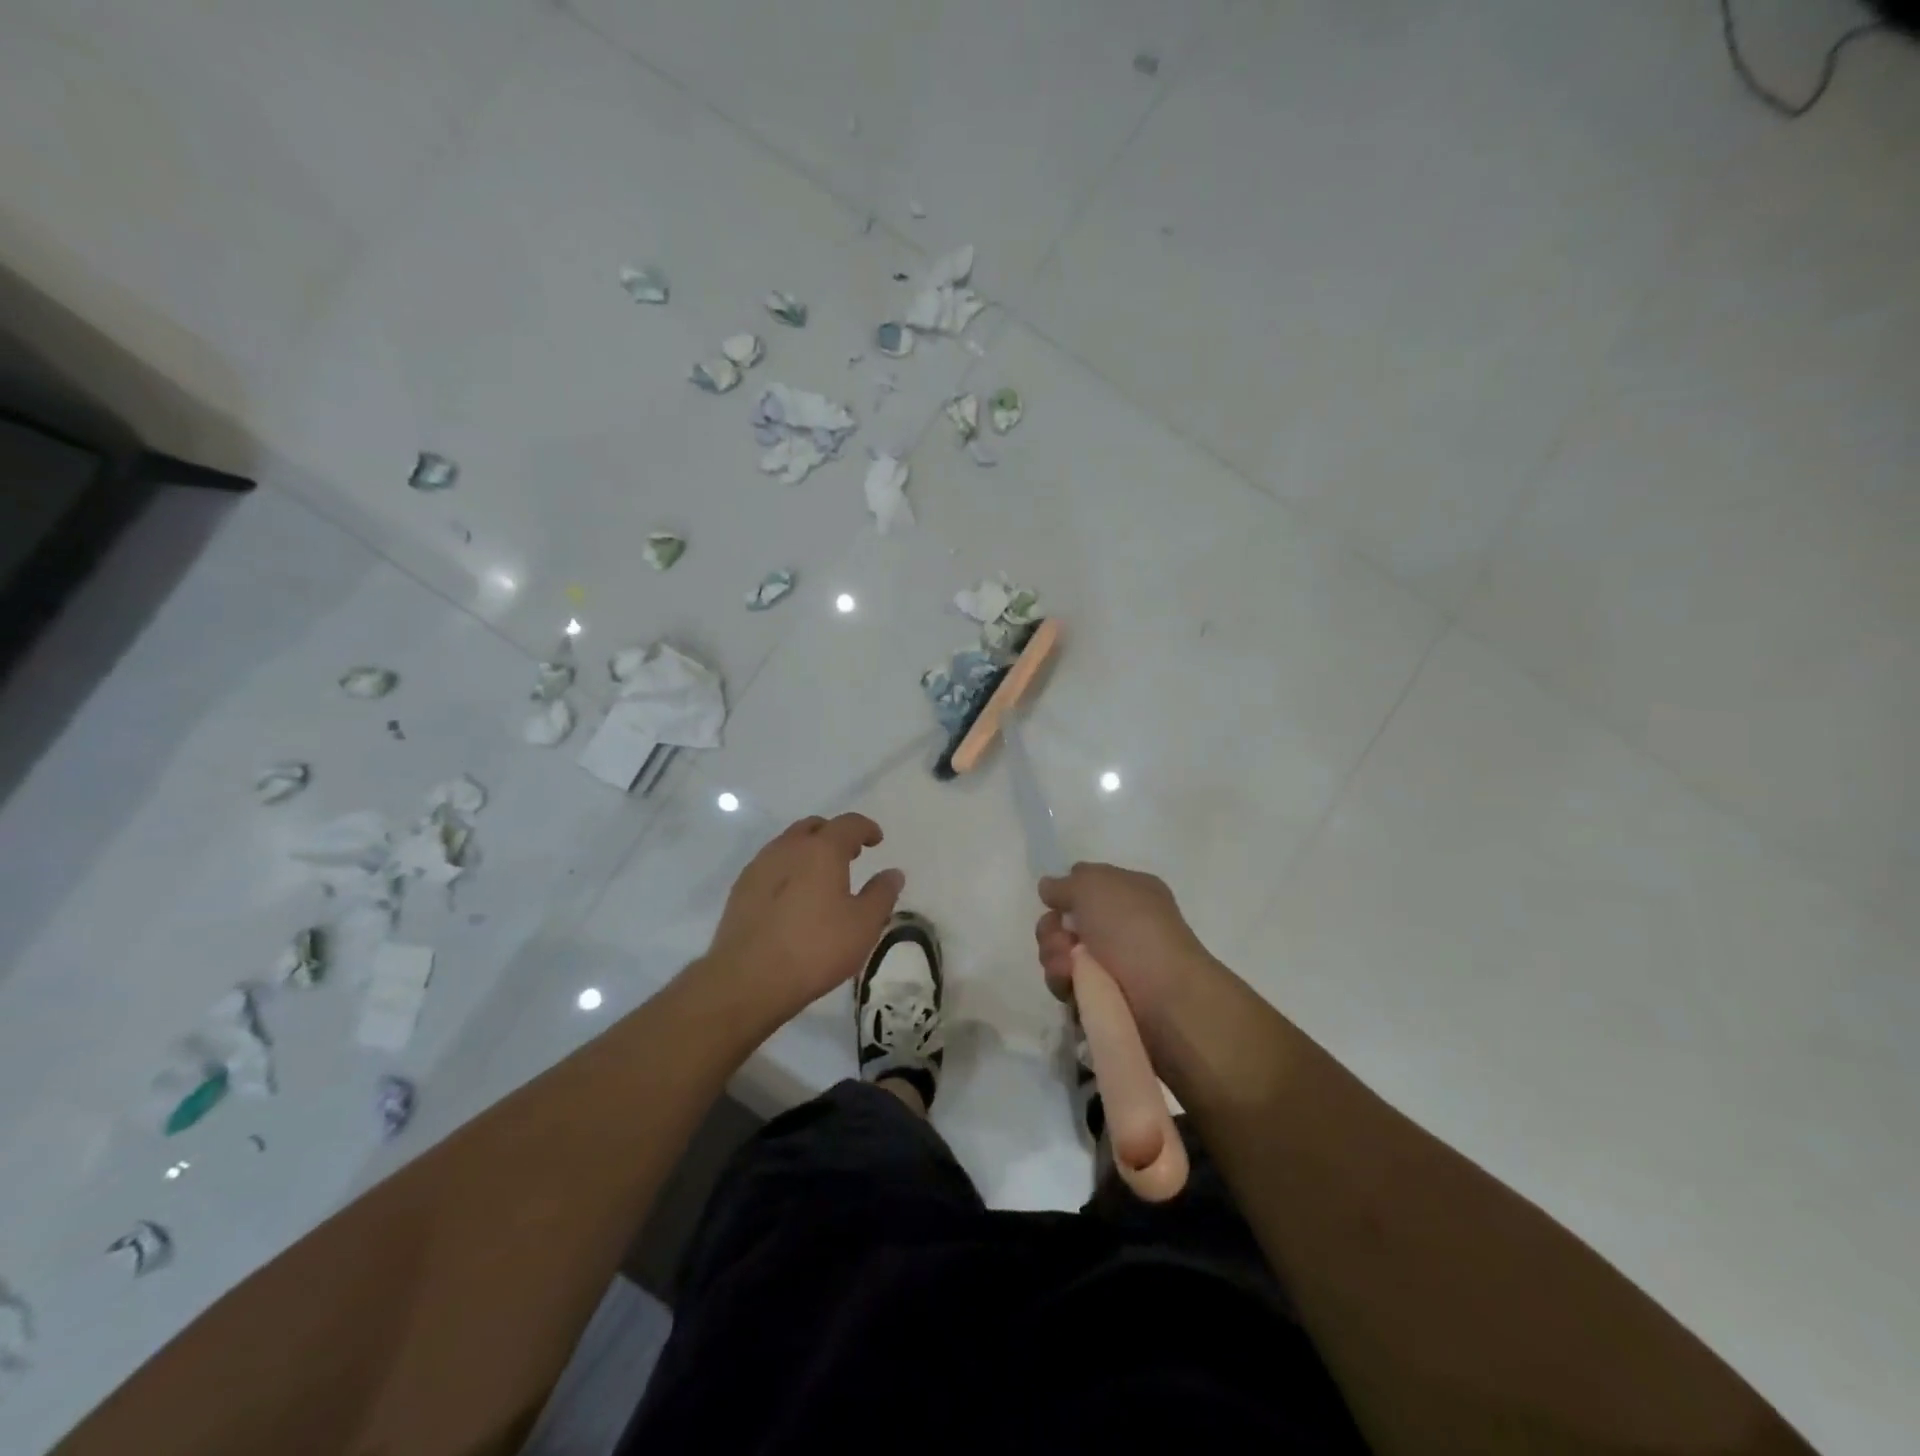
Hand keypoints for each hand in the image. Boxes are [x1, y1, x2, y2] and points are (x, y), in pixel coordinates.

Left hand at [701, 814, 903, 1027]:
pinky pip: (770, 865)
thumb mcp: (864, 925)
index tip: (876, 840)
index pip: (848, 824)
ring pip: (788, 844)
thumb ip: (882, 894)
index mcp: (822, 849)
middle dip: (834, 835)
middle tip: (850, 855)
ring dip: (808, 851)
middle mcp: (788, 848)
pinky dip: (788, 870)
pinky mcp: (741, 889)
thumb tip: (893, 873)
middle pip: (814, 827)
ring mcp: (759, 866)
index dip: (866, 828)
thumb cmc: (815, 948)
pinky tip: (793, 897)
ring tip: (821, 877)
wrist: (748, 979)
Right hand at [1035, 863, 1215, 1046]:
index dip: (1065, 893)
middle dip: (1052, 931)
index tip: (1055, 902)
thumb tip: (1048, 887)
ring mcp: (1111, 963)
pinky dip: (1063, 983)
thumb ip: (1064, 883)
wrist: (1163, 994)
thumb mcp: (1093, 885)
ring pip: (1060, 955)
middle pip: (1064, 923)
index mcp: (1127, 892)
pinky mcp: (1102, 997)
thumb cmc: (1131, 927)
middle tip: (1062, 941)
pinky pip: (1067, 985)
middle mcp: (1119, 926)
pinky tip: (1072, 986)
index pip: (1084, 885)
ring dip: (1054, 958)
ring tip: (1067, 969)